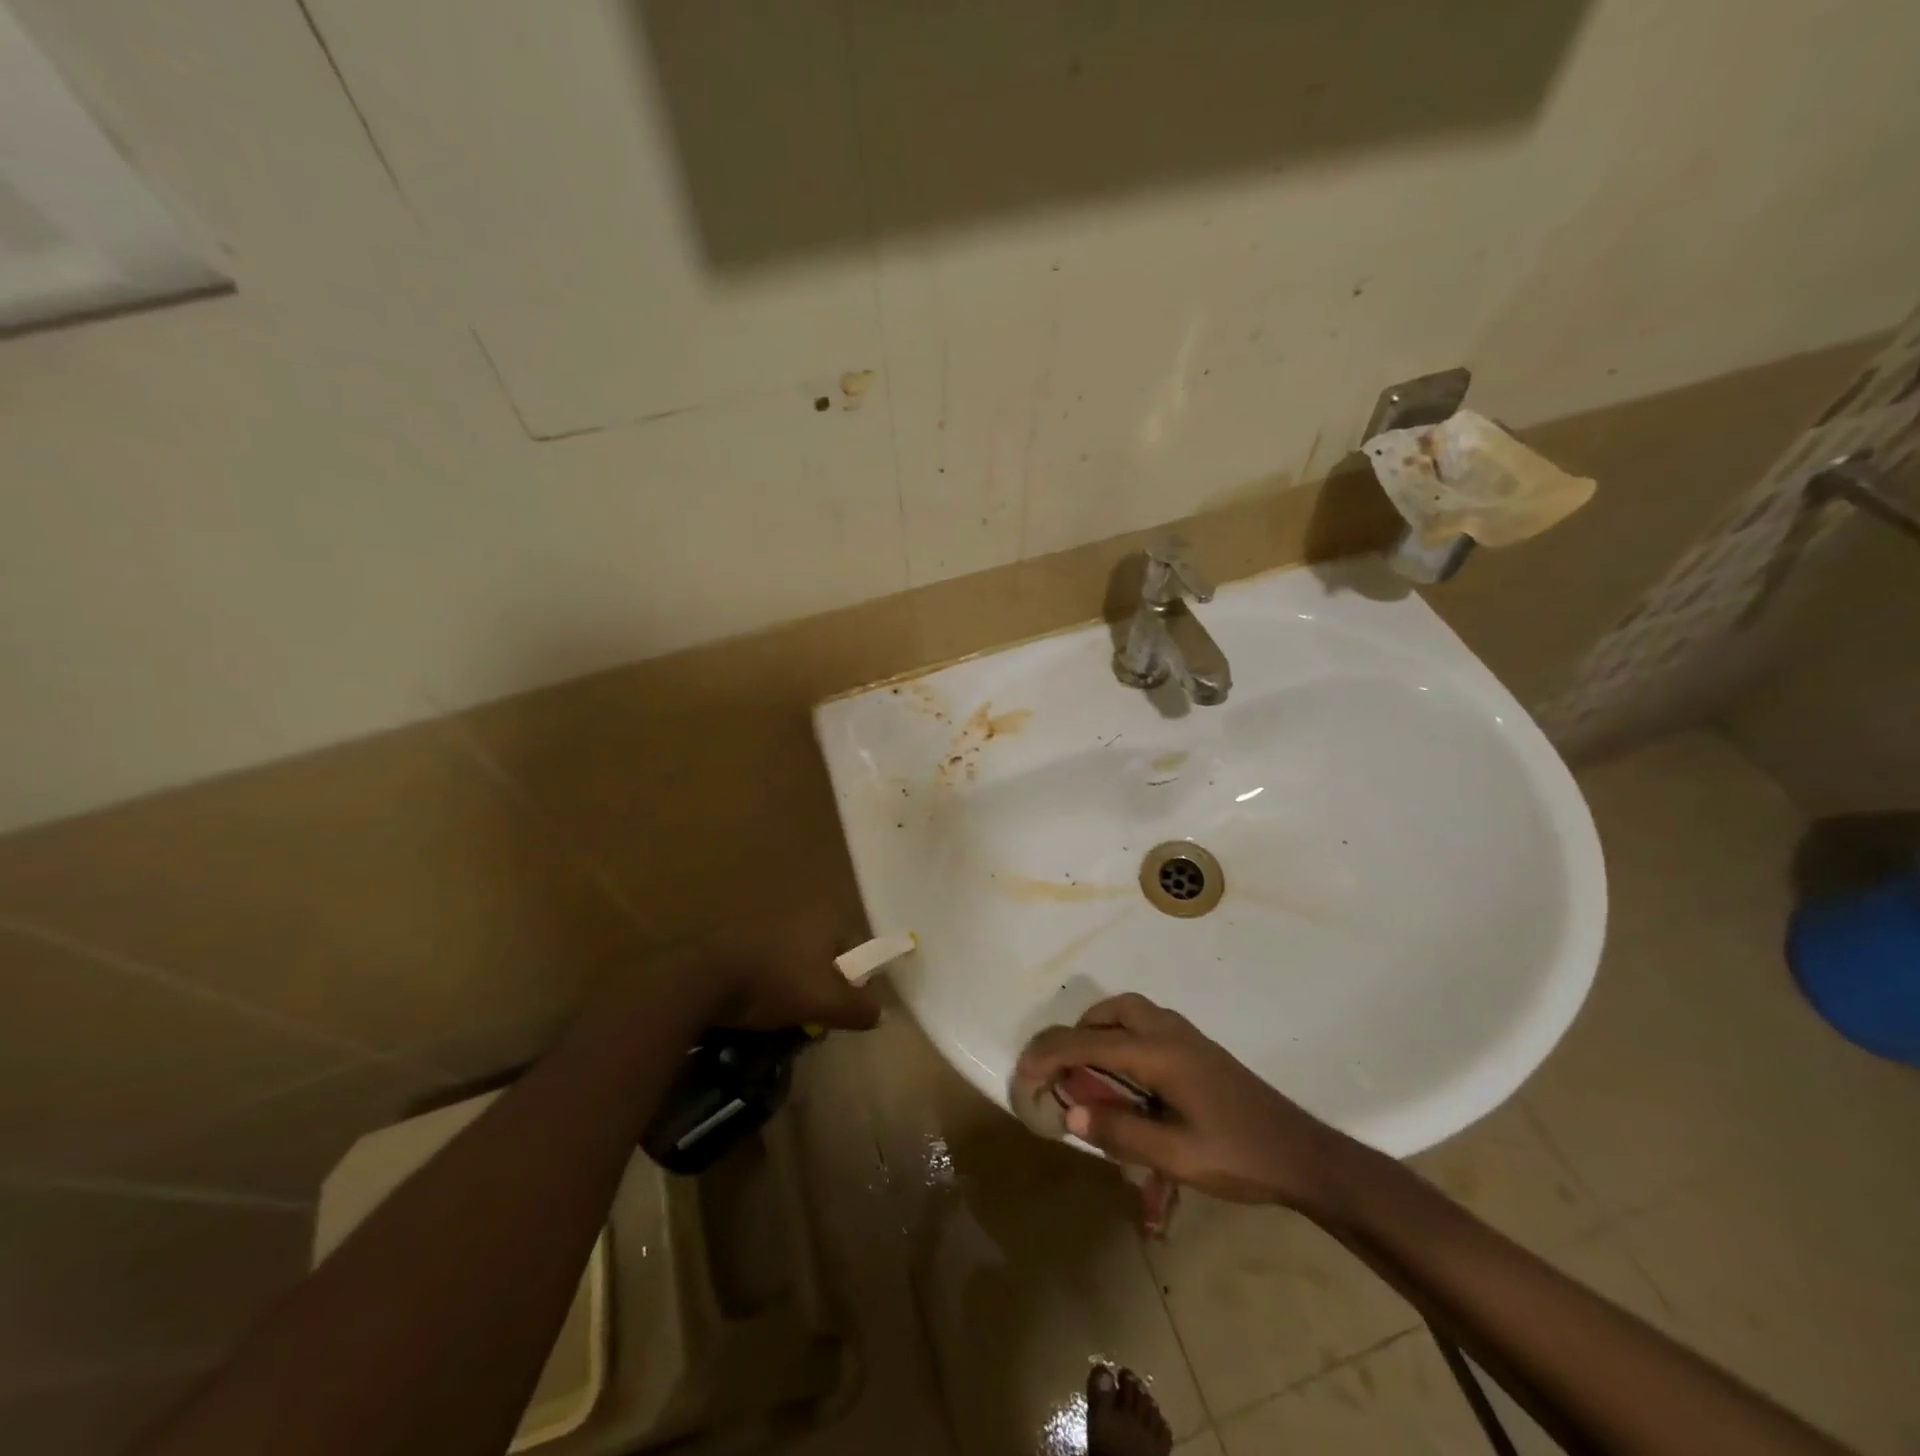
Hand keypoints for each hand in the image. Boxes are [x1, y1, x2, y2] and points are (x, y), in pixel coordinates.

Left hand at [696, 910, 880, 1032]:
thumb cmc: (773, 983)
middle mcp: (801, 914)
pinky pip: (769, 965)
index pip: (859, 949)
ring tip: (786, 1017)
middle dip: (826, 988)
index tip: (849, 1010)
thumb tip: (879, 1013)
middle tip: (818, 1018)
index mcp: (826, 920)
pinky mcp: (739, 939)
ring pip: (797, 962)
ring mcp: (767, 924)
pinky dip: (770, 985)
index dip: (860, 981)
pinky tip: (758, 1008)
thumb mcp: (824, 1003)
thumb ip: (857, 1008)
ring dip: (797, 988)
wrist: (700, 977)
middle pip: (828, 956)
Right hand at [1017, 993, 1350, 1213]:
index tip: (1023, 1074)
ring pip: (1129, 1012)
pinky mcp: (1197, 1048)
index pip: (1089, 1043)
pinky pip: (1146, 1024)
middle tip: (1061, 1071)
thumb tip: (1070, 1112)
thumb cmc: (1239, 1156)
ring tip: (1089, 1071)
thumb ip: (1121, 1133)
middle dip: (1076, 1034)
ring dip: (1100, 1031)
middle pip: (1109, 1012)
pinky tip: (1127, 1077)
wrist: (1301, 1153)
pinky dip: (1121, 1036)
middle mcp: (1169, 1032)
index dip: (1050, 1056)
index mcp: (1159, 1053)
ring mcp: (1186, 1036)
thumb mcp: (1177, 1158)